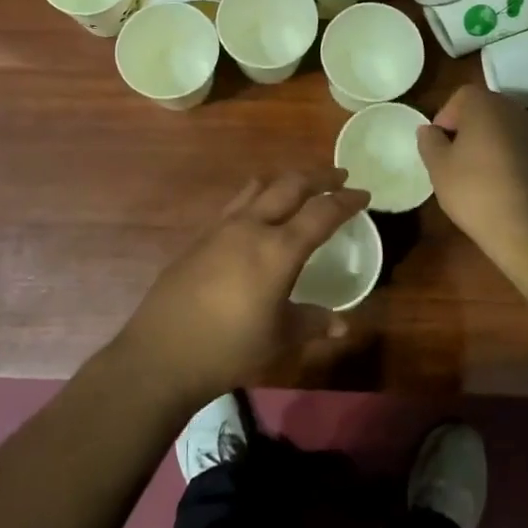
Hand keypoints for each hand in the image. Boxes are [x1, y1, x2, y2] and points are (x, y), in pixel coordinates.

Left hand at [116, 169, 369, 408]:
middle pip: (291, 185)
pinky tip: (258, 212)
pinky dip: (258, 195)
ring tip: (300, 184)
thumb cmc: (229, 348)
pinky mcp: (201, 235)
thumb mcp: (279, 338)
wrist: (163, 351)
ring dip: (286, 180)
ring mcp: (223, 227)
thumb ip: (313, 322)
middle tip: (339, 176)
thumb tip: (342, 324)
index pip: (321, 213)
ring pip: (261, 186)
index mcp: (278, 249)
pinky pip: (237, 202)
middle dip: (319, 177)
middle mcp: (252, 226)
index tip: (364, 194)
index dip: (346, 200)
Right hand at [417, 85, 527, 263]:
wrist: (527, 228)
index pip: (461, 96)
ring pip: (502, 127)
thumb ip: (429, 141)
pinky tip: (498, 183)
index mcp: (486, 105)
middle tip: (452, 155)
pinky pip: (518, 146)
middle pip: (484, 108)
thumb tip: (429, 130)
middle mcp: (514, 110)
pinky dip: (505, 155)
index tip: (438, 143)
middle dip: (466, 127)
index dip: (445, 116)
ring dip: (487, 141)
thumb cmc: (474, 190)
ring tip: (474, 171)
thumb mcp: (438, 166)